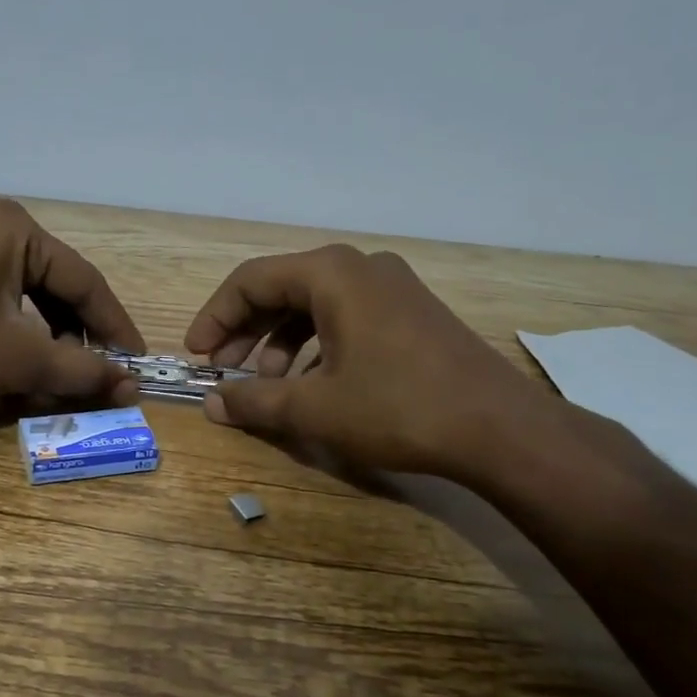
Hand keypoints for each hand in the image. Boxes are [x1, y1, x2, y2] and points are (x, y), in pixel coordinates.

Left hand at [0, 199, 144, 410]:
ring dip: (51, 335)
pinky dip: (18, 331)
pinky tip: (23, 362)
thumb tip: (131, 386)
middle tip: (102, 372)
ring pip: (28, 294)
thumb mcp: (19, 359)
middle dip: (81, 333)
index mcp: (16, 229)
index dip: (115, 326)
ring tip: (64, 373)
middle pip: (57, 284)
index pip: (85, 281)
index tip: (138, 363)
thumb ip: (81, 370)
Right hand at [184, 244, 567, 485]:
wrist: (500, 429)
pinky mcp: (410, 313)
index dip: (215, 318)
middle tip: (224, 372)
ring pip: (314, 305)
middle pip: (281, 289)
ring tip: (268, 386)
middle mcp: (360, 267)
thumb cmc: (398, 408)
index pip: (250, 281)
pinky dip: (315, 346)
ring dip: (280, 343)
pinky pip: (344, 318)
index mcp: (331, 274)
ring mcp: (391, 288)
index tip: (196, 357)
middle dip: (245, 332)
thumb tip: (211, 403)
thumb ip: (255, 400)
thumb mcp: (315, 408)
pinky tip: (312, 384)